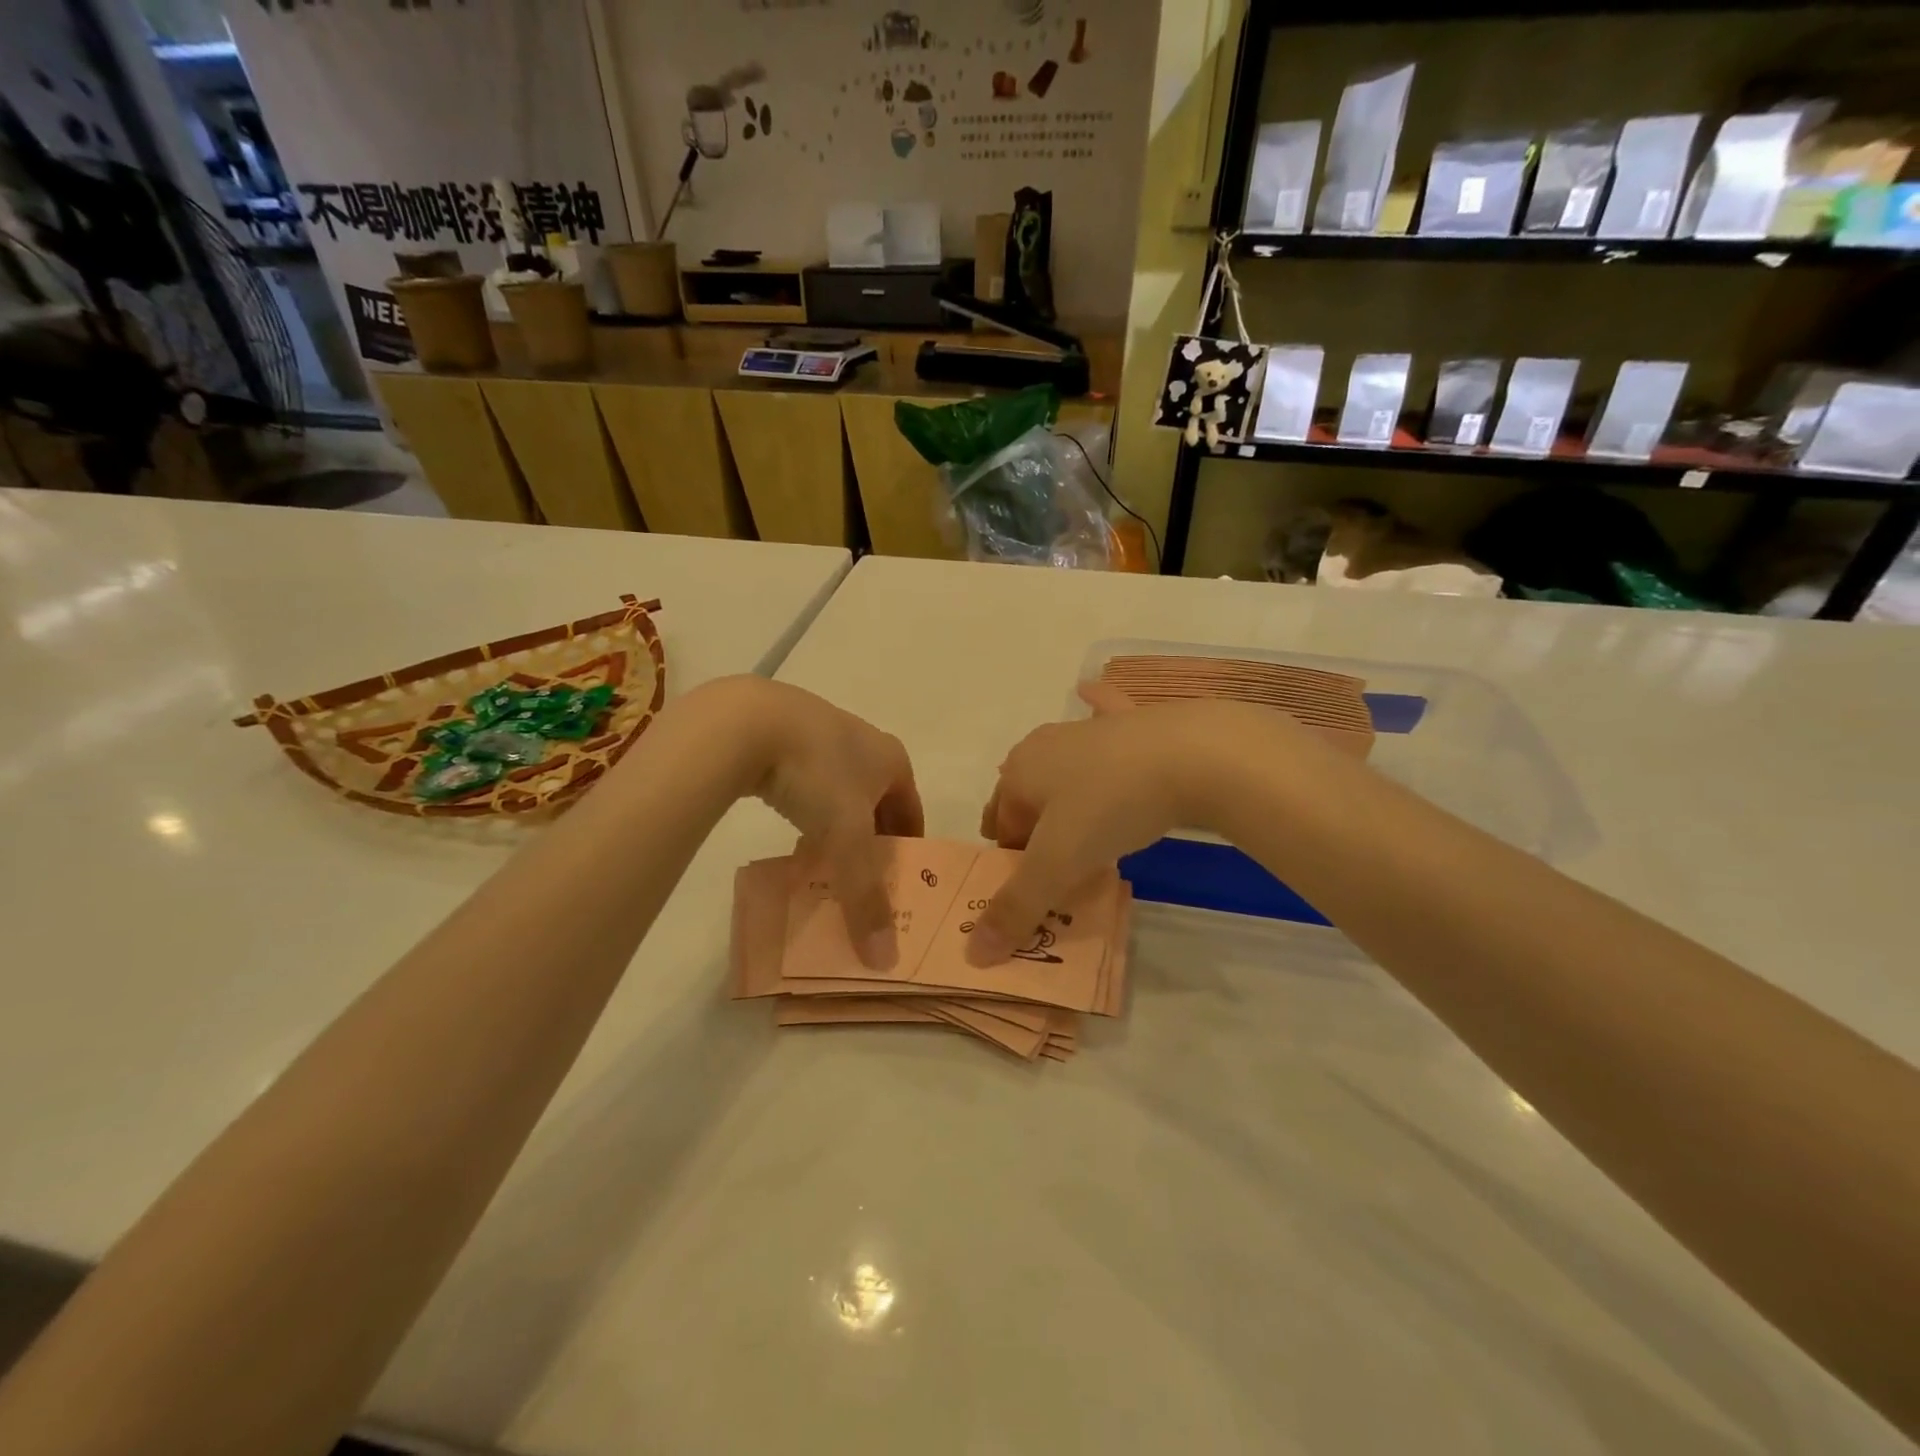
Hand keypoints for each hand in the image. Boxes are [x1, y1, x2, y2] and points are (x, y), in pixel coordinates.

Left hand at [695, 677, 922, 968]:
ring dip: (837, 825)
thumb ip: (866, 898)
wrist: (747, 722)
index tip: (899, 884)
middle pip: (878, 802)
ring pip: (841, 791)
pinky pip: (808, 779)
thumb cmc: (817, 775)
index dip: (909, 849)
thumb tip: (884, 960)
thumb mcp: (846, 840)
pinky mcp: (784, 731)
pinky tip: (788, 828)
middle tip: (859, 880)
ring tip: (822, 861)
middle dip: (872, 840)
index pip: (913, 812)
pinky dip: (807, 807)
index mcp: (892, 759)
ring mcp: (823, 732)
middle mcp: (865, 741)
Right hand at [969, 684, 1317, 965]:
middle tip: (1060, 867)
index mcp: (1018, 773)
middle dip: (1033, 829)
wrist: (1191, 754)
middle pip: (1026, 796)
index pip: (999, 827)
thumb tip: (974, 954)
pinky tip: (1088, 693)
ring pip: (1062, 766)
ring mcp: (1087, 727)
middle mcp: (1044, 744)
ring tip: (1086, 826)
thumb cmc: (1110, 807)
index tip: (1040, 891)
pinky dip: (1094, 707)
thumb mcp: (1058, 865)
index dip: (1012, 863)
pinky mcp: (1129, 719)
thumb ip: (1015, 909)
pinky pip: (1102, 713)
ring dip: (1063, 792)